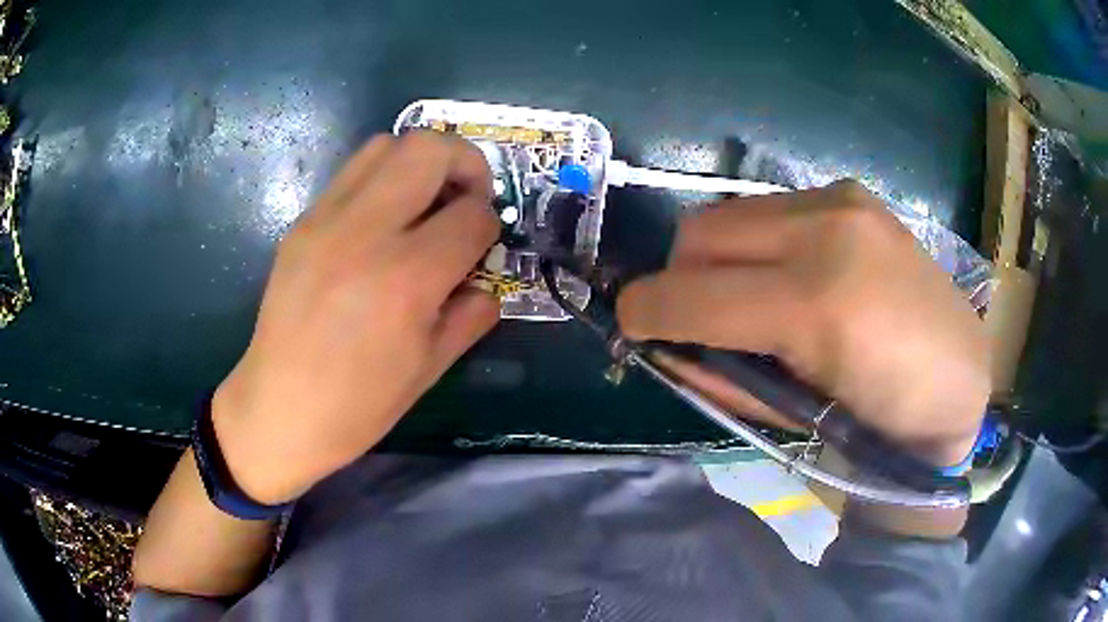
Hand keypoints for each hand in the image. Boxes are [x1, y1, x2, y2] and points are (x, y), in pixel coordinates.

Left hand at [212, 132, 499, 503]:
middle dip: (465, 163)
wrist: (279, 410)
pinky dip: (382, 180)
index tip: (484, 244)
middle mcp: (364, 232)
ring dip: (420, 162)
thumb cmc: (359, 404)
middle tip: (467, 198)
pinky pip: (351, 174)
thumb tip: (485, 283)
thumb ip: (471, 315)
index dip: (490, 224)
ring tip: (424, 202)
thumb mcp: (430, 368)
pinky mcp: (301, 223)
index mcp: (406, 278)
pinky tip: (382, 223)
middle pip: (429, 148)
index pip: (472, 215)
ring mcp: (325, 221)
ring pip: (386, 144)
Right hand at [616, 181, 989, 466]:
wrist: (956, 377)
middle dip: (678, 278)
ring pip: (731, 214)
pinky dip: (757, 244)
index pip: (694, 292)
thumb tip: (665, 343)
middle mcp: (827, 229)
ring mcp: (842, 200)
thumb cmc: (878, 418)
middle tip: (695, 317)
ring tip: (746, 298)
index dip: (645, 311)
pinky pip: (771, 210)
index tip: (630, 325)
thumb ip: (720, 374)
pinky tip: (788, 274)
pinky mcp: (851, 193)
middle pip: (700, 232)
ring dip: (717, 258)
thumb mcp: (791, 414)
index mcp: (817, 303)